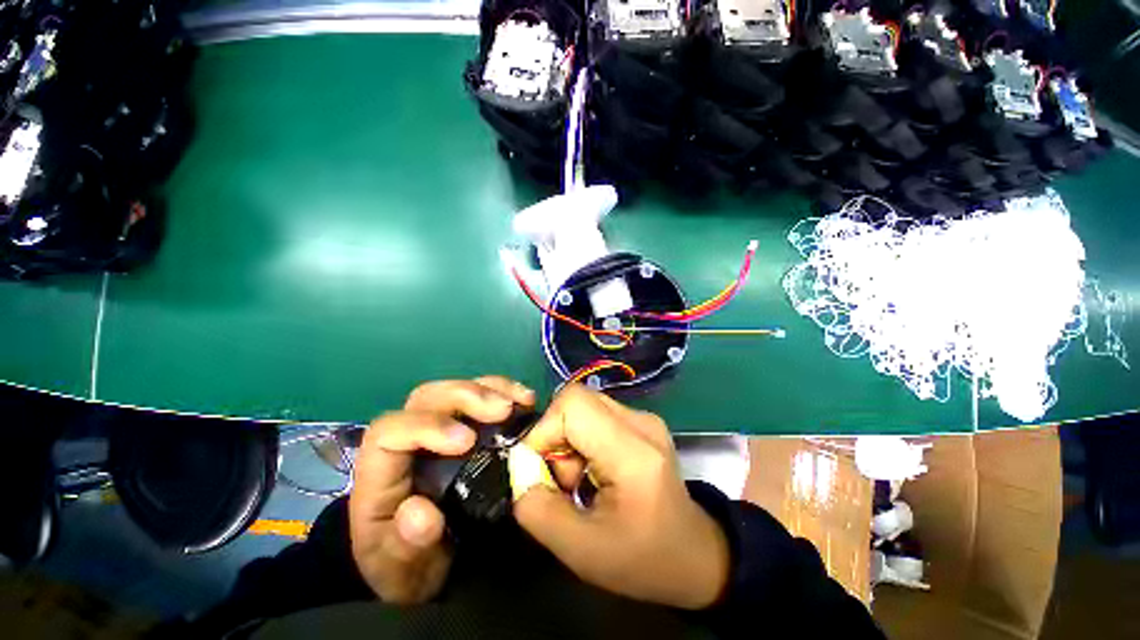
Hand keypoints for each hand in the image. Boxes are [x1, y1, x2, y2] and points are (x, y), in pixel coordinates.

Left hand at [349, 376, 534, 603]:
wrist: (418, 559)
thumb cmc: (407, 564)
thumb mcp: (403, 571)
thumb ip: (406, 547)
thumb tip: (420, 512)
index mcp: (380, 474)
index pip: (390, 432)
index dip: (427, 426)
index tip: (467, 441)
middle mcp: (406, 438)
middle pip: (427, 398)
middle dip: (466, 396)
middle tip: (504, 410)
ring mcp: (435, 425)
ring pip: (453, 389)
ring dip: (490, 388)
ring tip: (522, 400)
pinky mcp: (461, 423)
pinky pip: (477, 393)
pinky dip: (502, 390)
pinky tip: (523, 400)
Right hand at [512, 385, 730, 609]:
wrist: (693, 555)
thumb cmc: (643, 559)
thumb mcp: (582, 551)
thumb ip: (538, 510)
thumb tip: (519, 471)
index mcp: (633, 452)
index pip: (574, 404)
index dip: (544, 431)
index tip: (538, 470)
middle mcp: (641, 422)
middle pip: (576, 400)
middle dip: (554, 437)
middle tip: (562, 480)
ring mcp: (644, 418)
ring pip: (584, 406)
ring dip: (567, 440)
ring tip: (578, 480)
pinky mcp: (641, 422)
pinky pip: (595, 415)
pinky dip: (581, 439)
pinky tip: (592, 470)